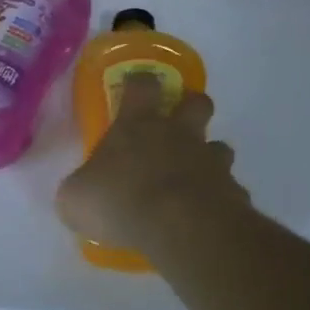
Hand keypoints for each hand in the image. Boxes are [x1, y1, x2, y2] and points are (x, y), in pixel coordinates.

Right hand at [56, 74, 249, 254]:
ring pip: (220, 147)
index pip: (141, 86)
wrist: (180, 227)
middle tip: (179, 123)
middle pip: (197, 102)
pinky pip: (229, 190)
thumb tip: (80, 192)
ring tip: (195, 178)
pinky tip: (206, 216)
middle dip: (191, 106)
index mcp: (137, 125)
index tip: (136, 85)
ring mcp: (210, 162)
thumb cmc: (120, 201)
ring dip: (209, 157)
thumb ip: (79, 189)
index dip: (139, 82)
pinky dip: (220, 199)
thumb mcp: (76, 198)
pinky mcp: (233, 193)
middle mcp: (179, 135)